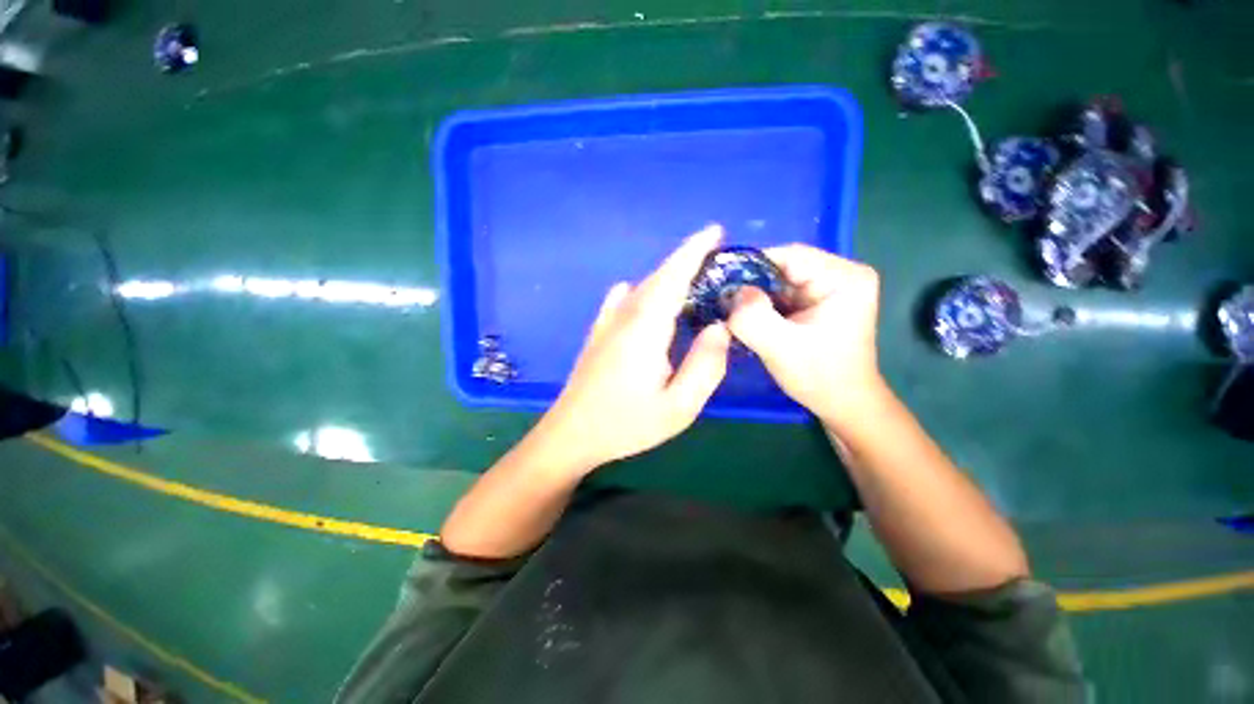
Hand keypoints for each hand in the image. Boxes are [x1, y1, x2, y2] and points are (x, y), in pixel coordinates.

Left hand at [536, 224, 731, 470]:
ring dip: (668, 277)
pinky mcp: (599, 331)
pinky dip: (644, 290)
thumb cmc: (627, 424)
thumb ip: (705, 365)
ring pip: (642, 286)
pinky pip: (624, 298)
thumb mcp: (679, 407)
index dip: (694, 251)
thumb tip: (719, 327)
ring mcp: (607, 322)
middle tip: (716, 262)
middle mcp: (624, 315)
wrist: (572, 434)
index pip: (673, 277)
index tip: (715, 232)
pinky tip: (649, 302)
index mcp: (646, 327)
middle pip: (659, 277)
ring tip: (693, 284)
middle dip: (687, 261)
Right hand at [726, 245, 883, 429]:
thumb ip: (753, 317)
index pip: (788, 256)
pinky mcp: (818, 301)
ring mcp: (830, 287)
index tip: (721, 286)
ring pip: (778, 282)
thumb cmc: (820, 377)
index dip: (751, 268)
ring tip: (732, 314)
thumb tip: (731, 292)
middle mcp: (841, 274)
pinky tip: (748, 320)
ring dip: (754, 298)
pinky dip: (762, 306)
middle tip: (723, 304)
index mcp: (844, 277)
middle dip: (751, 286)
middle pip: (783, 268)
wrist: (843, 404)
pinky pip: (781, 294)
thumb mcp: (781, 348)